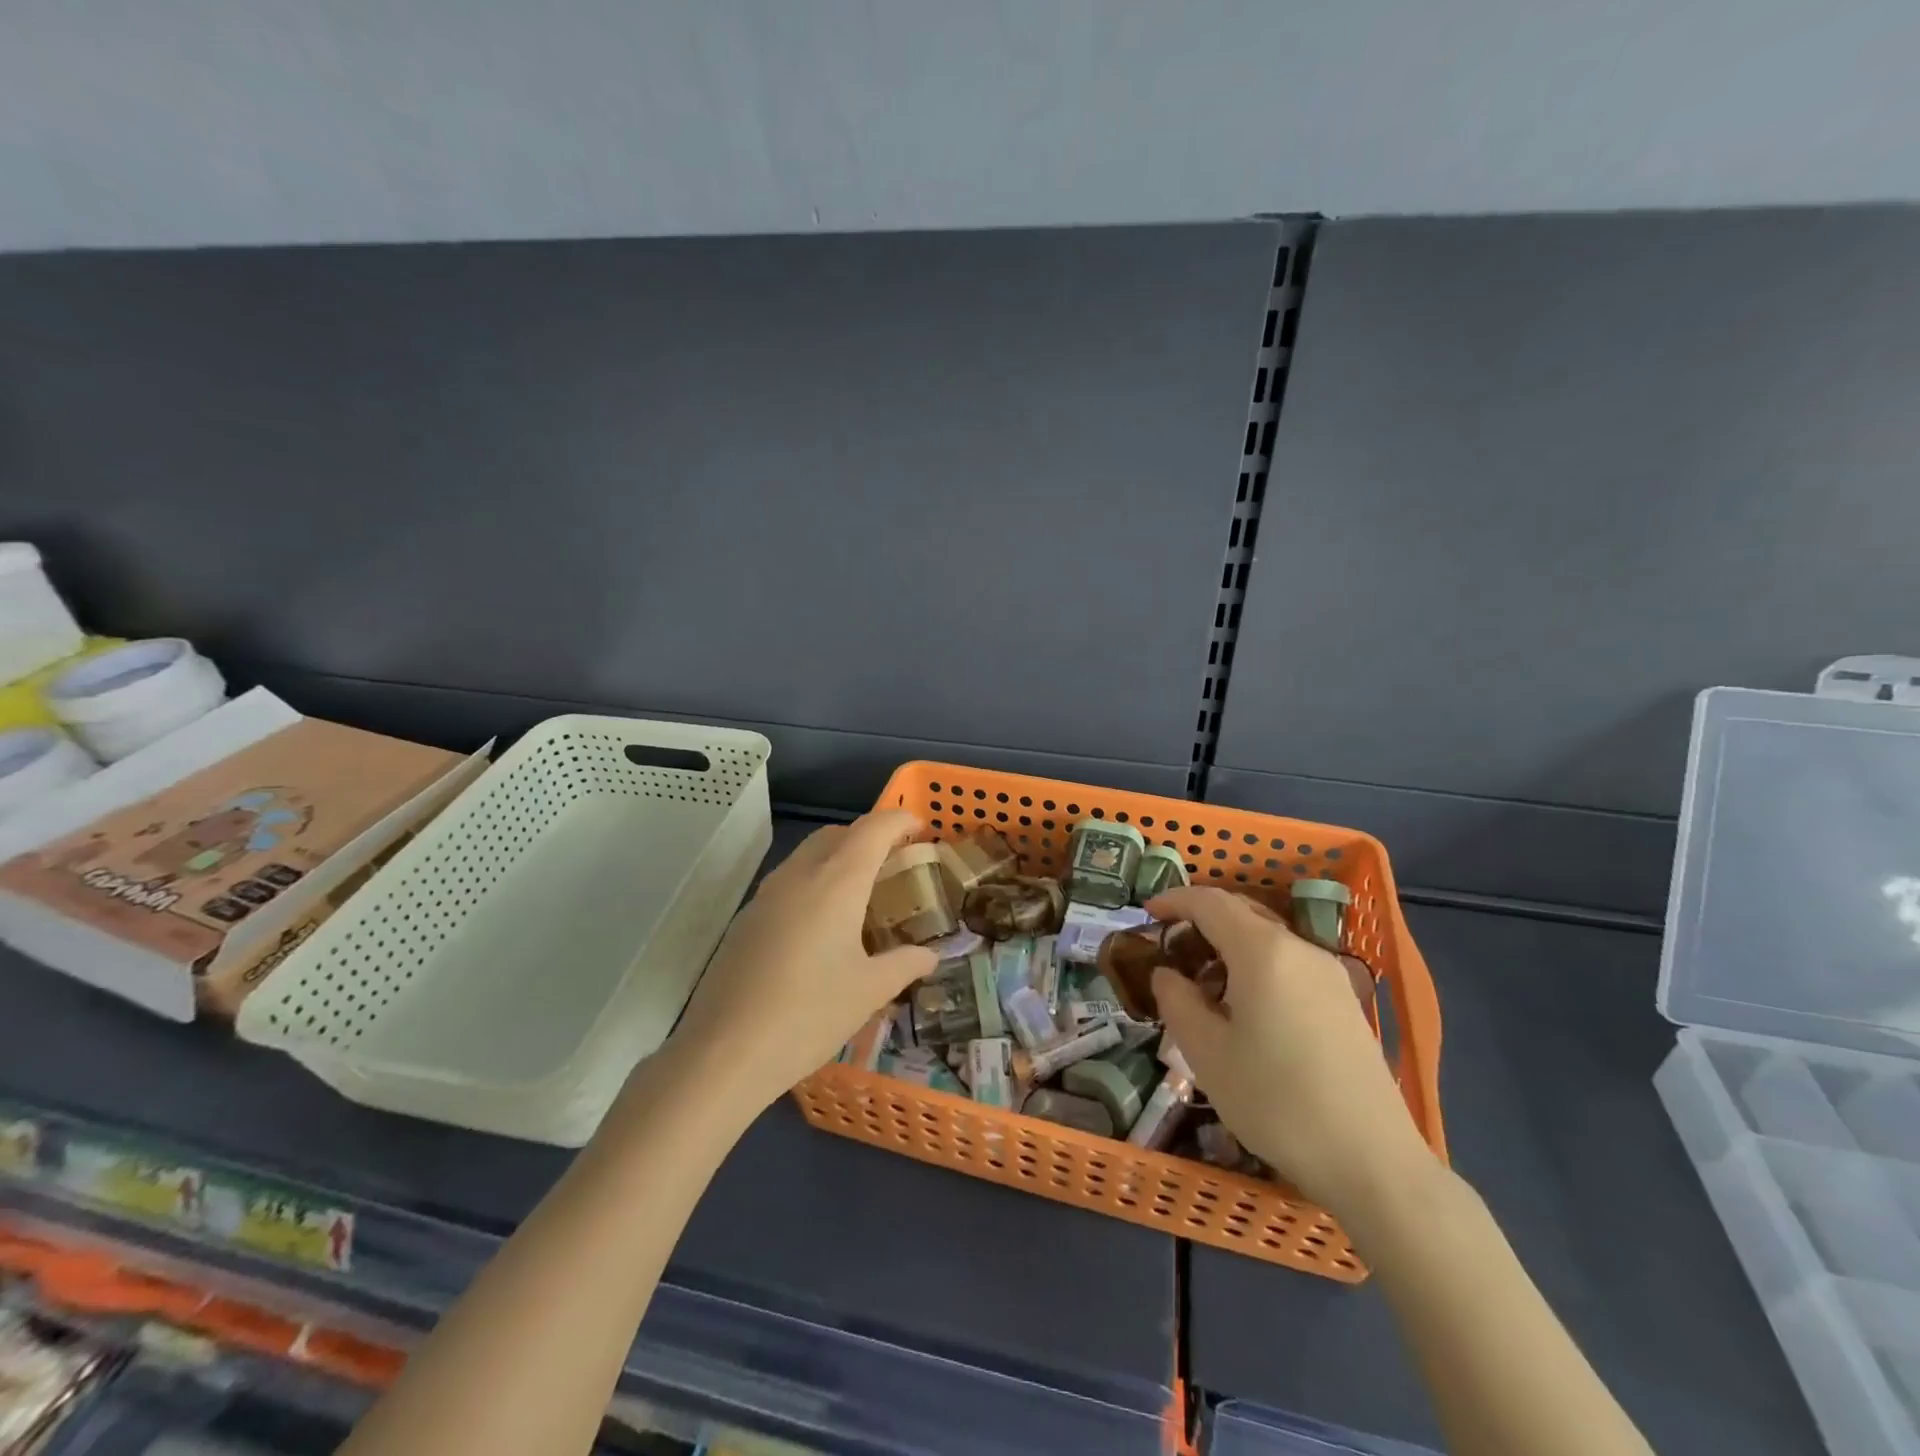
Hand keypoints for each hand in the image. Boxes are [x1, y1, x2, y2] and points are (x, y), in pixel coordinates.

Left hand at [664, 812, 936, 1114]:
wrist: (724, 1052)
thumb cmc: (810, 1014)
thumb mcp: (870, 991)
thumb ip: (905, 965)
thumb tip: (930, 955)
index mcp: (837, 881)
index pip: (873, 829)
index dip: (899, 820)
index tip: (920, 827)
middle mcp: (800, 874)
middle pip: (837, 834)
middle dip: (868, 837)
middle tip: (892, 863)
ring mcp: (766, 894)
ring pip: (808, 855)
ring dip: (837, 858)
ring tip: (860, 894)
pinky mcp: (746, 919)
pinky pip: (788, 882)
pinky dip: (813, 883)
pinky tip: (820, 927)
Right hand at [1146, 886, 1435, 1215]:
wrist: (1373, 1162)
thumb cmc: (1276, 1101)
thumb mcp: (1207, 1054)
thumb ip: (1177, 1001)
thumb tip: (1166, 974)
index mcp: (1262, 951)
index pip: (1210, 902)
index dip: (1174, 900)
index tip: (1147, 911)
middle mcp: (1299, 949)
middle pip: (1242, 913)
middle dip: (1201, 919)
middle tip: (1170, 946)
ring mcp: (1329, 974)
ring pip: (1267, 939)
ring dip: (1229, 945)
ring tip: (1202, 982)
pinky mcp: (1345, 1001)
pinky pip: (1289, 963)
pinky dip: (1256, 965)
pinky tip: (1245, 1007)